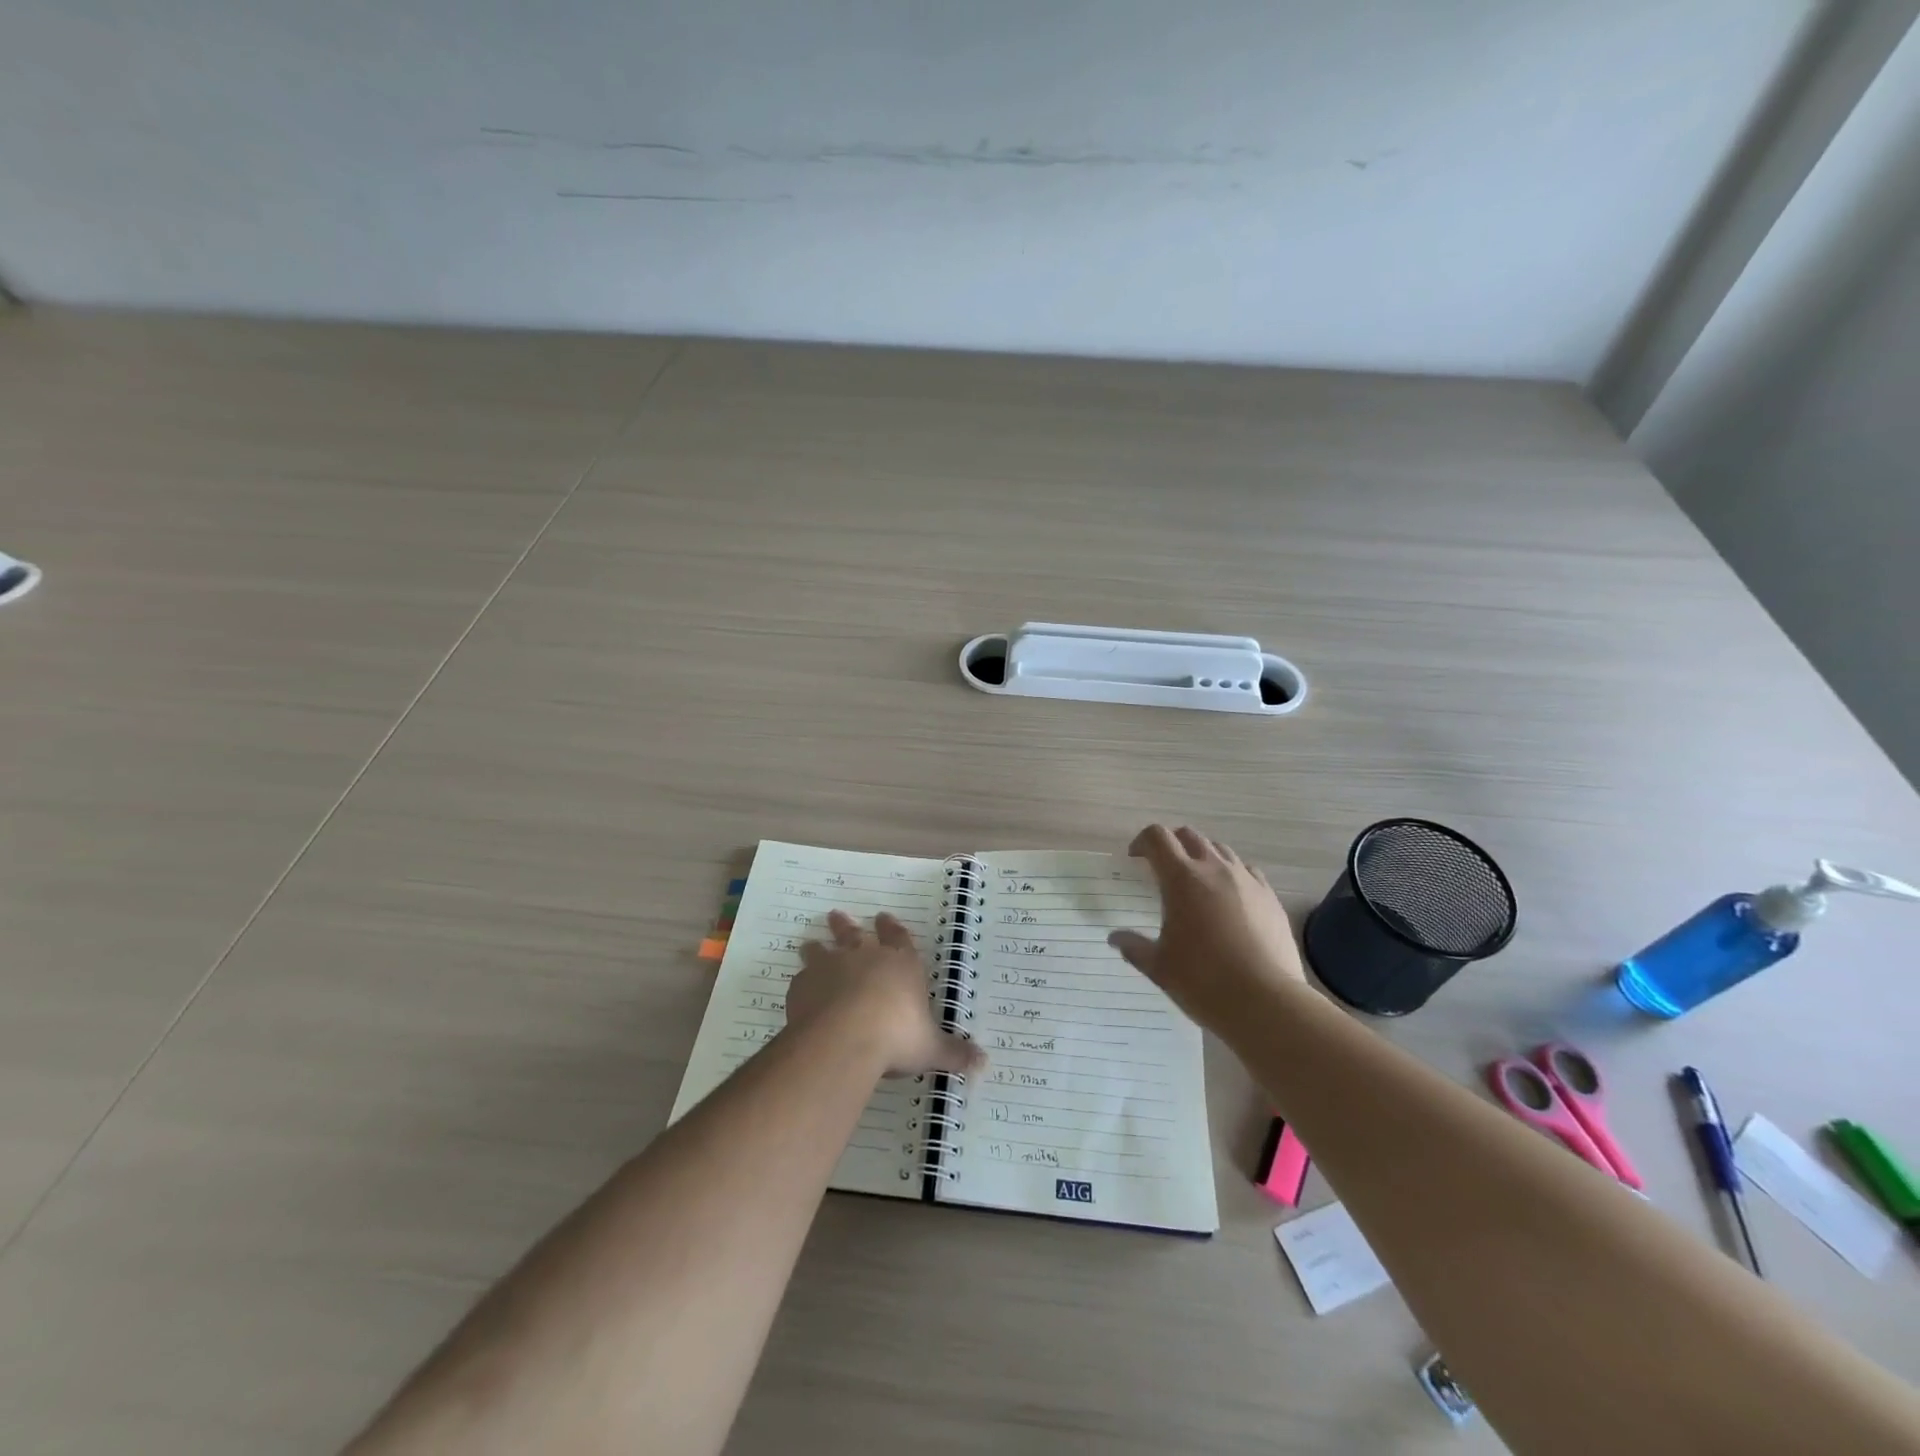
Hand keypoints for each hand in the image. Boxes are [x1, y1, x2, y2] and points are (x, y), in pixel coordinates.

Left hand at [791, 911, 985, 1077]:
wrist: (845, 1038)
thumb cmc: (897, 1036)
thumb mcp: (931, 1048)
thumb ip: (954, 1053)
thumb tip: (984, 1064)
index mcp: (900, 964)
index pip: (898, 938)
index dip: (891, 929)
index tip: (883, 917)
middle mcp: (865, 957)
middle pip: (854, 934)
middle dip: (846, 926)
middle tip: (836, 915)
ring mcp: (832, 967)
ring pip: (822, 950)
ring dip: (817, 947)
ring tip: (809, 944)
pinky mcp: (805, 985)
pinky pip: (802, 979)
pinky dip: (802, 982)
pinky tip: (800, 988)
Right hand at [1108, 824, 1307, 1031]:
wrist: (1266, 1002)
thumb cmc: (1203, 981)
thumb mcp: (1159, 967)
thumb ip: (1134, 947)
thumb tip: (1115, 938)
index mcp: (1181, 878)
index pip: (1157, 837)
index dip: (1142, 841)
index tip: (1135, 859)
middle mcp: (1215, 869)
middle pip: (1189, 836)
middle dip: (1172, 844)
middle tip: (1162, 867)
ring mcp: (1247, 880)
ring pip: (1220, 849)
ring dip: (1202, 856)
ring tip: (1196, 882)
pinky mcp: (1270, 897)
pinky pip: (1247, 871)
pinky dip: (1232, 874)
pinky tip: (1229, 899)